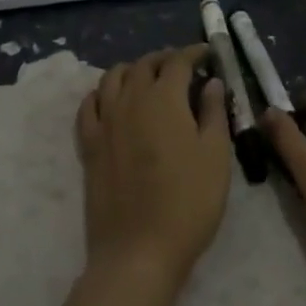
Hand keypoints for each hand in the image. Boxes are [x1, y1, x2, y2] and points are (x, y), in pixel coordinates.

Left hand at [76, 44, 231, 288]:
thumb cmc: (187, 202)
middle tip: (181, 66)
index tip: (206, 53)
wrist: (138, 251)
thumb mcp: (215, 156)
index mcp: (164, 97)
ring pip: (113, 77)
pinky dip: (101, 93)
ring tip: (146, 78)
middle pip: (144, 64)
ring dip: (132, 70)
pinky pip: (89, 105)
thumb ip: (213, 113)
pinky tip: (110, 100)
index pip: (178, 61)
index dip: (193, 53)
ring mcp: (105, 120)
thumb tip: (211, 82)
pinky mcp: (89, 144)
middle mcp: (130, 98)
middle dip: (164, 59)